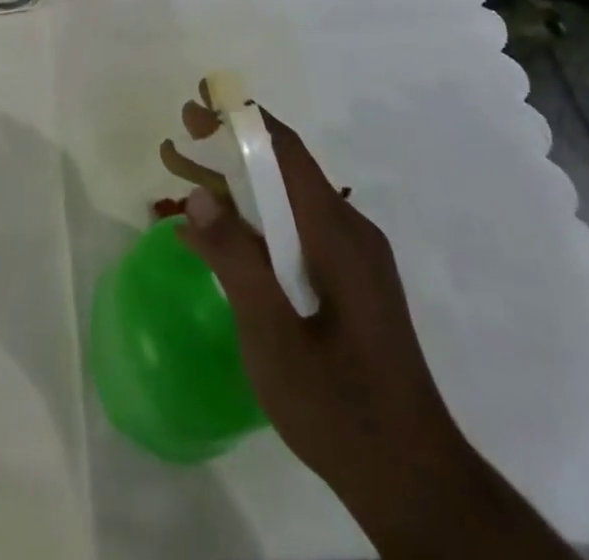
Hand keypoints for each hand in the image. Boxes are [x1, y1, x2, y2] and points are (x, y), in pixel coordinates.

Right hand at [164, 101, 465, 505]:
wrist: (413, 483)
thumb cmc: (340, 406)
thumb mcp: (273, 335)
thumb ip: (235, 260)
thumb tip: (197, 194)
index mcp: (337, 233)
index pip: (286, 152)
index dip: (240, 120)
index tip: (197, 105)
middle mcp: (348, 232)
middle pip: (281, 172)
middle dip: (226, 151)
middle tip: (176, 142)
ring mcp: (350, 259)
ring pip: (283, 204)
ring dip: (233, 189)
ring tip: (180, 177)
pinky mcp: (347, 284)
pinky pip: (292, 235)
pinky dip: (250, 226)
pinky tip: (211, 238)